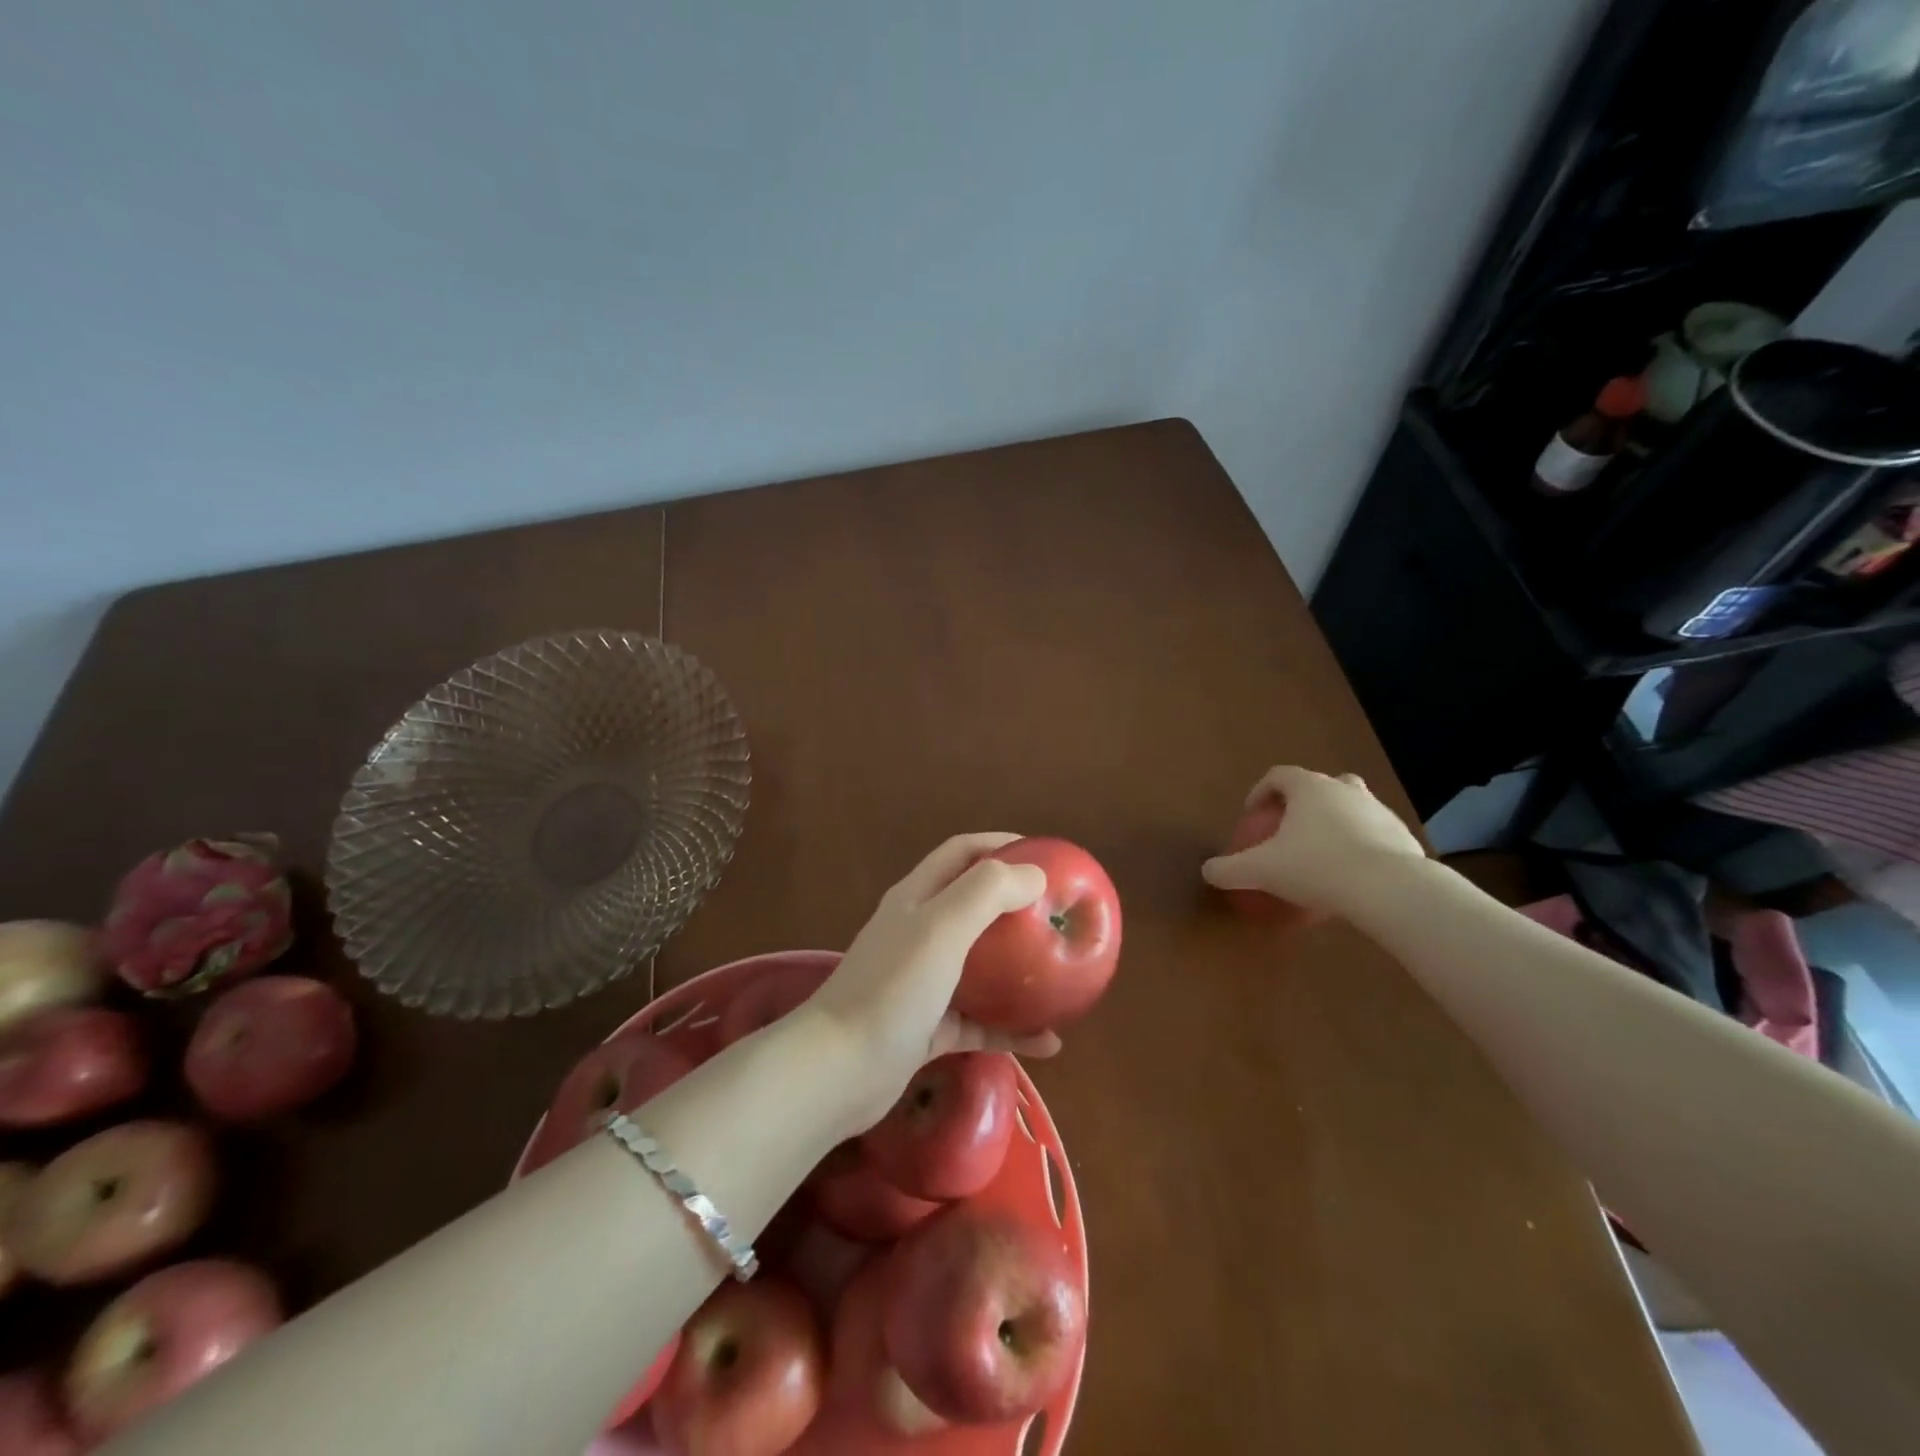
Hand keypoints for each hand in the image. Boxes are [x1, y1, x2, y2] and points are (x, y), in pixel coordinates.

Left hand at [805, 834, 1060, 1132]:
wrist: (840, 1070)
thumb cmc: (892, 988)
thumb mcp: (941, 927)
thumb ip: (986, 893)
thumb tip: (1033, 875)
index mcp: (917, 897)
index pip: (962, 852)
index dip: (1002, 844)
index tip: (1047, 855)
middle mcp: (919, 933)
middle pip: (974, 906)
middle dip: (1017, 906)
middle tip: (1058, 915)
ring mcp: (924, 983)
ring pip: (981, 967)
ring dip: (1019, 969)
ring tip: (1062, 974)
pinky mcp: (930, 1029)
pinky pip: (980, 1022)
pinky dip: (1012, 1028)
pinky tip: (1049, 1043)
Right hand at [1201, 766, 1424, 918]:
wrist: (1390, 890)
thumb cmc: (1317, 868)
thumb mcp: (1261, 871)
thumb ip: (1229, 869)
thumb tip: (1207, 872)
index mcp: (1309, 788)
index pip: (1279, 775)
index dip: (1261, 791)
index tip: (1252, 815)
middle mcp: (1345, 790)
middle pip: (1320, 785)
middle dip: (1304, 803)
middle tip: (1290, 830)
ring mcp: (1379, 811)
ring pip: (1351, 808)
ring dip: (1335, 824)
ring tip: (1322, 855)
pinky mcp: (1403, 837)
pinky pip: (1374, 836)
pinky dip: (1360, 848)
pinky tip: (1352, 877)